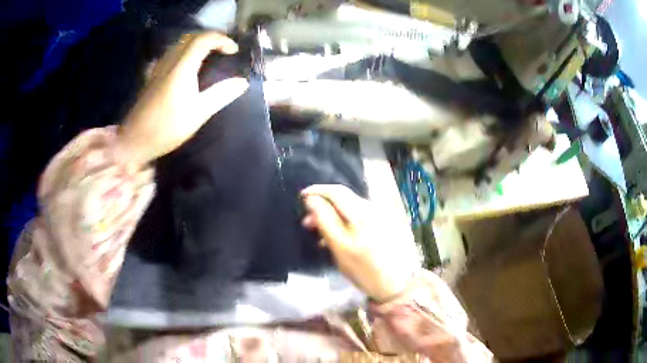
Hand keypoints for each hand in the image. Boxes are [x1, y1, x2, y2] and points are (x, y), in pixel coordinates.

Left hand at [117, 32, 248, 165]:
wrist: (133, 141)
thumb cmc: (166, 128)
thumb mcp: (198, 114)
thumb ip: (220, 95)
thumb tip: (242, 82)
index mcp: (182, 68)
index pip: (203, 40)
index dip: (222, 40)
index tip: (234, 51)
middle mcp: (169, 62)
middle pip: (191, 37)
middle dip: (210, 38)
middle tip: (223, 50)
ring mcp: (158, 68)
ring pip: (179, 44)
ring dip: (197, 43)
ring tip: (209, 55)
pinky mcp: (152, 76)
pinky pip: (171, 53)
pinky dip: (185, 51)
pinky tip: (187, 66)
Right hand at [301, 185, 412, 301]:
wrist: (395, 285)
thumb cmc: (365, 270)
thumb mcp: (340, 248)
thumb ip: (325, 221)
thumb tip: (312, 200)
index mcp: (361, 213)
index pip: (336, 191)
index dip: (317, 191)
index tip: (301, 197)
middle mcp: (371, 209)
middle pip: (342, 197)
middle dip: (323, 204)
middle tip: (307, 222)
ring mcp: (378, 216)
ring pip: (348, 207)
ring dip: (331, 214)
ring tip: (318, 232)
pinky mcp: (381, 224)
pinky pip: (357, 215)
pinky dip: (343, 221)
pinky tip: (335, 237)